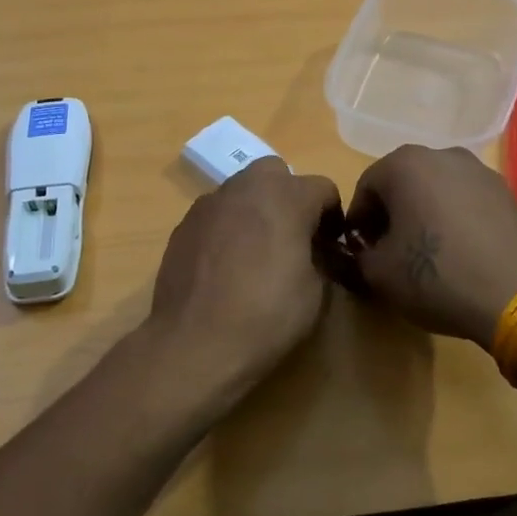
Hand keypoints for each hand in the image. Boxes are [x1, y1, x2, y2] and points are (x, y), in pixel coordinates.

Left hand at [145, 158, 344, 402]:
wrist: (194, 342)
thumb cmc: (266, 315)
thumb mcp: (316, 293)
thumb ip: (321, 259)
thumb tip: (316, 253)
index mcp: (286, 197)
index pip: (323, 188)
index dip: (333, 217)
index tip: (332, 247)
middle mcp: (246, 187)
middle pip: (276, 173)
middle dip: (289, 197)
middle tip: (293, 236)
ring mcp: (210, 203)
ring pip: (242, 191)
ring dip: (255, 209)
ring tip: (256, 252)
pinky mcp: (184, 224)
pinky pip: (216, 214)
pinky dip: (227, 227)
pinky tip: (225, 265)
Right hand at [346, 145, 516, 347]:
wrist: (516, 298)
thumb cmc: (436, 276)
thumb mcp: (378, 273)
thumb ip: (358, 254)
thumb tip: (365, 250)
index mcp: (404, 164)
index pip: (366, 188)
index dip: (359, 222)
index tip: (362, 252)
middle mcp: (443, 154)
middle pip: (403, 183)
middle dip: (392, 214)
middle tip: (391, 252)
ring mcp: (480, 171)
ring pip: (436, 190)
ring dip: (424, 214)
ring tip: (428, 253)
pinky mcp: (507, 193)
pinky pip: (466, 201)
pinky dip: (455, 219)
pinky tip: (459, 252)